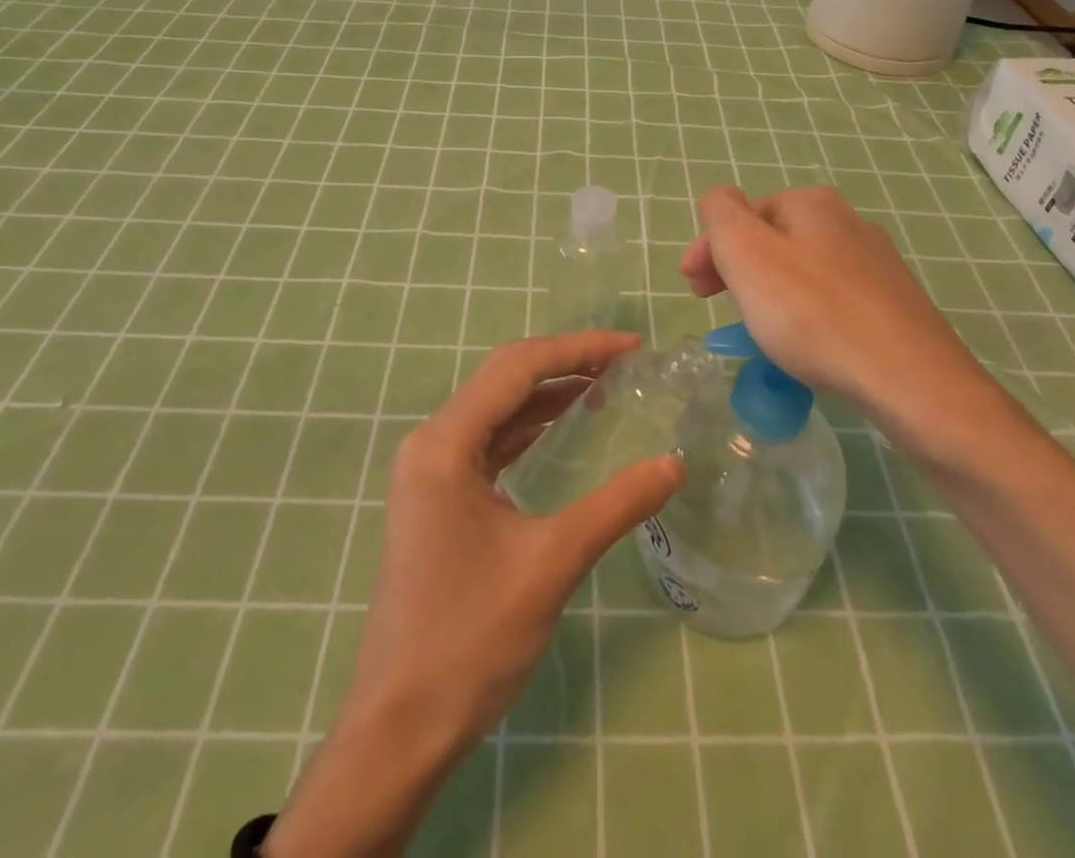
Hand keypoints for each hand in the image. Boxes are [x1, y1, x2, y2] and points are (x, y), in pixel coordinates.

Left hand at [266, 332, 683, 855]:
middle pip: (504, 379)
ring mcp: (430, 470)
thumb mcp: (551, 563)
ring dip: (548, 393)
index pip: (518, 368)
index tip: (632, 347)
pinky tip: (564, 427)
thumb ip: (616, 506)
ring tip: (605, 385)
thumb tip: (674, 465)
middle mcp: (431, 443)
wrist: (400, 726)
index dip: (578, 349)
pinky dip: (529, 427)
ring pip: (496, 409)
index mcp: (445, 444)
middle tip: (625, 361)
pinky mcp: (437, 496)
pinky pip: (489, 441)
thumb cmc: (470, 639)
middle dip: (565, 363)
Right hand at [680, 186, 1010, 453]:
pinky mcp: (894, 307)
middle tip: (717, 307)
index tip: (692, 288)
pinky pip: (832, 302)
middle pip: (774, 240)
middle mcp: (849, 223)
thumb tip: (720, 199)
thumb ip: (721, 214)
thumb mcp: (747, 253)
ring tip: (757, 330)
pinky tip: (804, 347)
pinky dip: (805, 316)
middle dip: (738, 270)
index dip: (710, 247)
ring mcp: (877, 266)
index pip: (743, 214)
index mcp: (812, 204)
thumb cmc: (814, 313)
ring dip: (770, 293)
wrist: (910, 381)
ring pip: (803, 271)